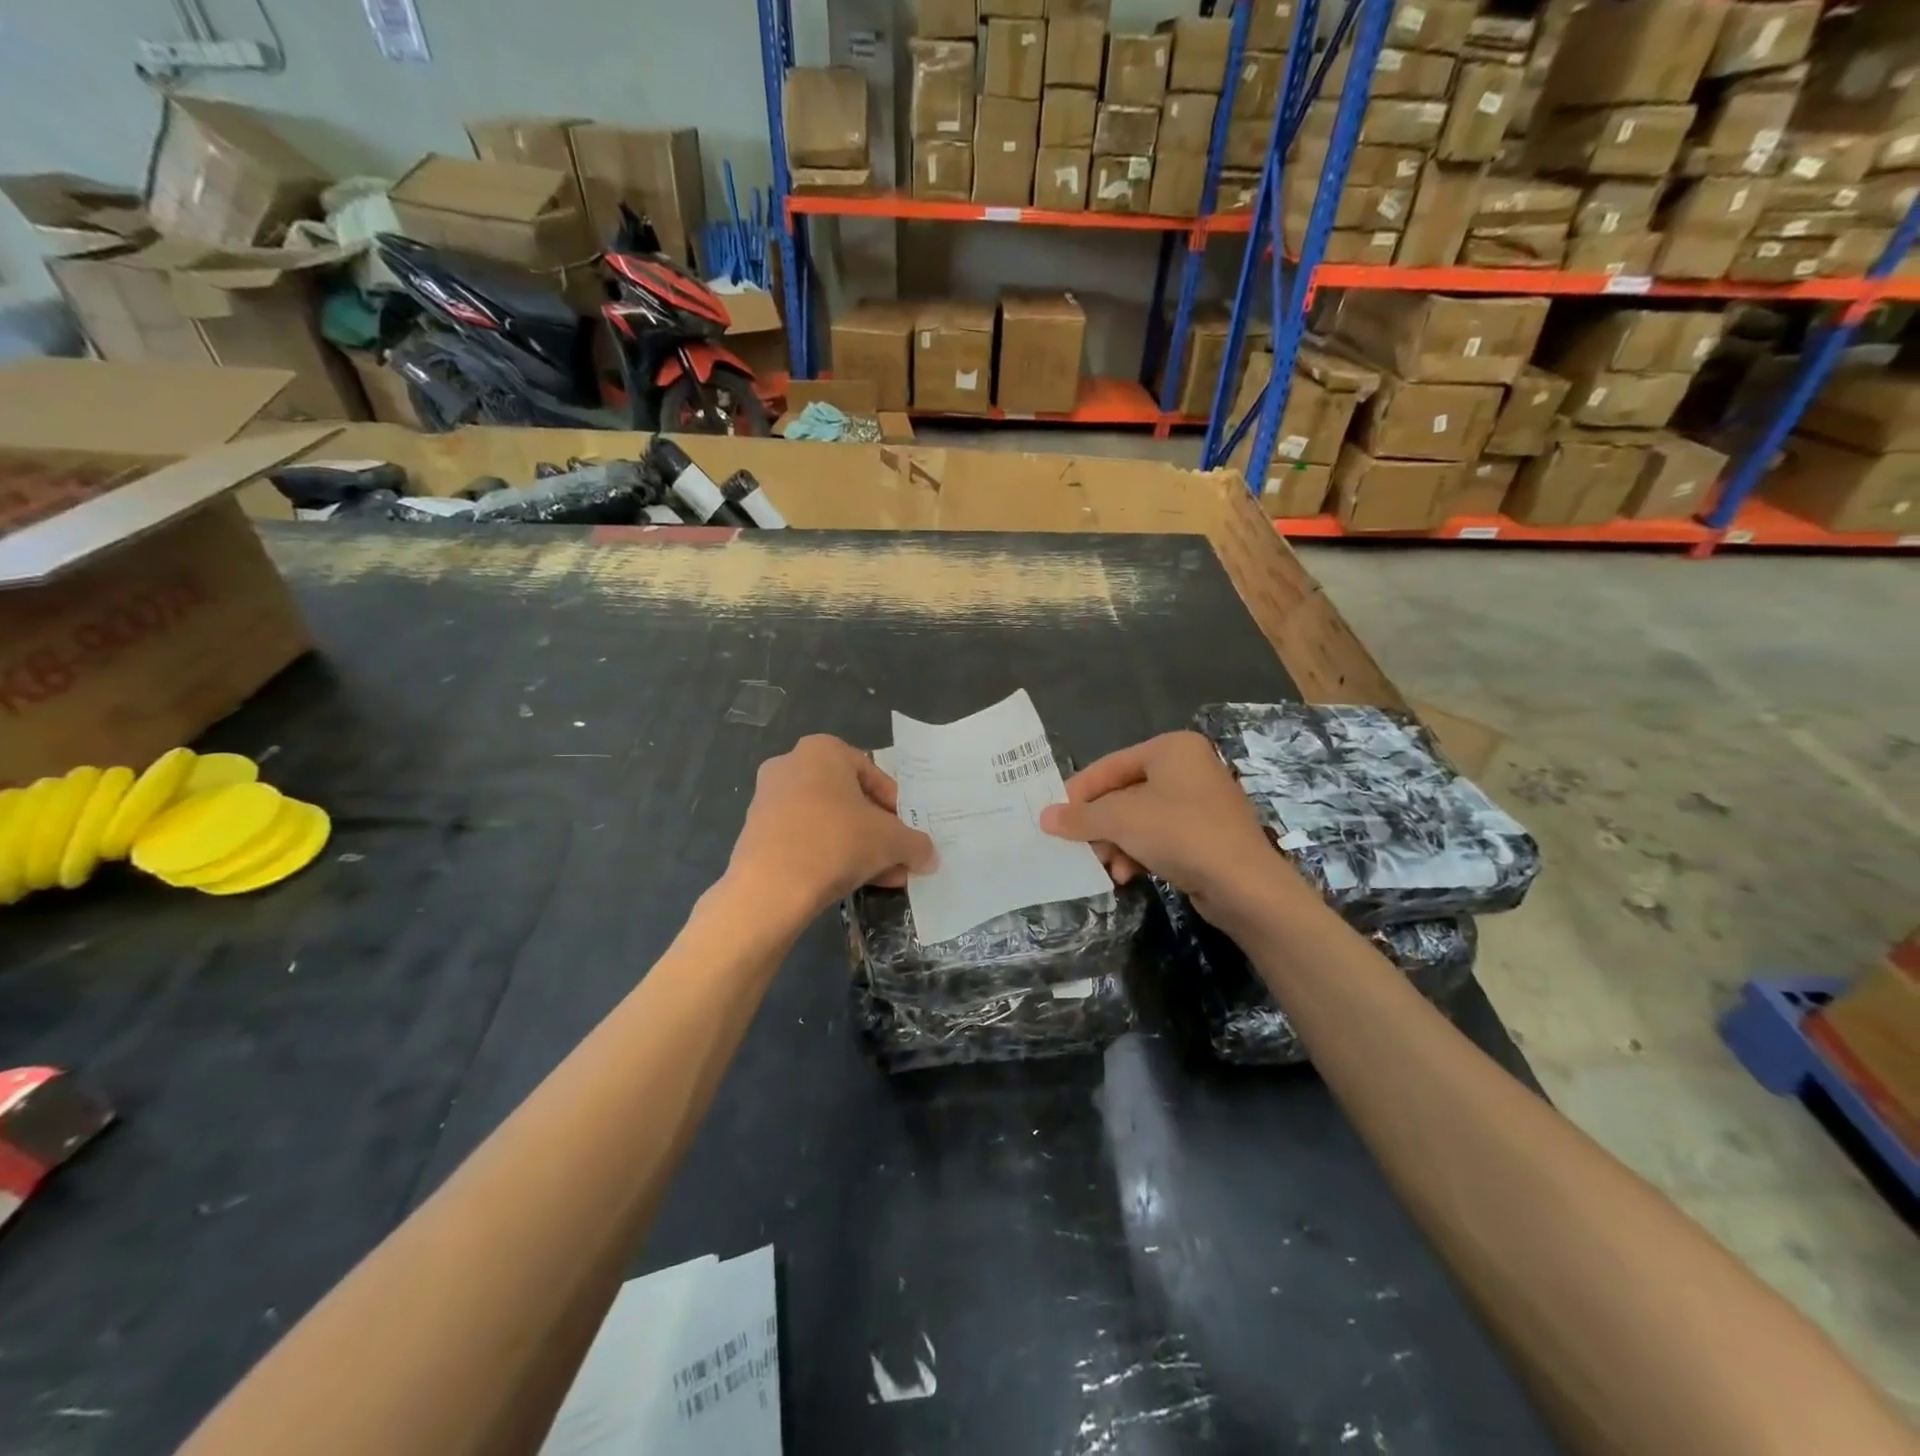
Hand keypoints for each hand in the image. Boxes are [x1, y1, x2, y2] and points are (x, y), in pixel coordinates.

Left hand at [727, 735, 936, 918]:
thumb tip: (930, 856)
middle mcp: (791, 765)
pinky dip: (829, 856)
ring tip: (883, 877)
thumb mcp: (891, 841)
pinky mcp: (757, 832)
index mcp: (823, 750)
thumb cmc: (836, 842)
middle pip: (849, 799)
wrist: (770, 888)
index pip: (873, 774)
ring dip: (858, 847)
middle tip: (897, 856)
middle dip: (877, 831)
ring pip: (828, 822)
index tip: (906, 832)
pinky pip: (804, 838)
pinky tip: (852, 883)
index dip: (895, 806)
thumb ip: (915, 844)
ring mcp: (769, 799)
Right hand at [1039, 731, 1285, 920]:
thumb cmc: (1180, 834)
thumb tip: (1045, 817)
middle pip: (1124, 793)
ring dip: (1117, 843)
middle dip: (1100, 825)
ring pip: (1140, 819)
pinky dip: (1140, 852)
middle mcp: (1189, 767)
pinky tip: (1128, 875)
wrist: (1245, 885)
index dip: (1079, 792)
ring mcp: (1201, 802)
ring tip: (1105, 867)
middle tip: (1078, 847)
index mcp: (1171, 749)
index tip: (1055, 818)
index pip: (1110, 765)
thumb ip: (1080, 817)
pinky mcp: (1208, 835)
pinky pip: (1161, 837)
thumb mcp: (1120, 820)